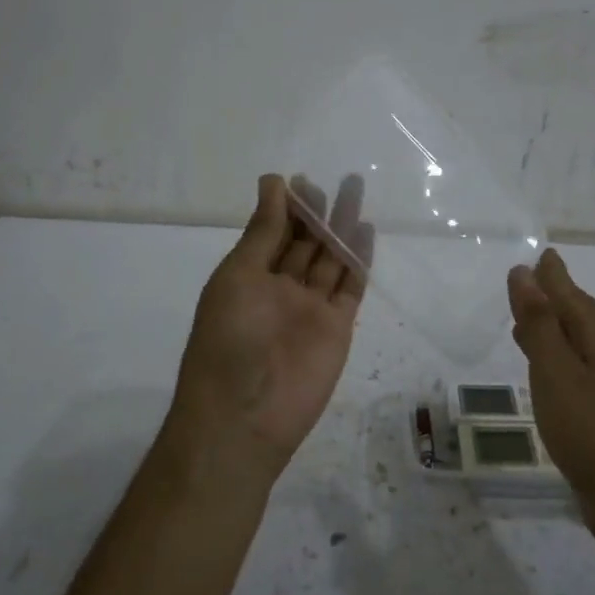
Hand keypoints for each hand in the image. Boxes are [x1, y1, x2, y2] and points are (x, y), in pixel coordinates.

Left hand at [167, 173, 372, 485]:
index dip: (286, 207)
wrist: (245, 414)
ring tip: (356, 191)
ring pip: (330, 259)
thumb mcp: (238, 276)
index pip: (272, 233)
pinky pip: (350, 286)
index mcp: (248, 277)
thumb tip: (274, 182)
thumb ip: (262, 232)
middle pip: (304, 243)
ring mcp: (310, 308)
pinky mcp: (337, 327)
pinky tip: (366, 230)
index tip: (300, 180)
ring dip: (341, 227)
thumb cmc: (228, 339)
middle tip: (336, 181)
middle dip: (318, 212)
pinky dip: (359, 259)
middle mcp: (280, 289)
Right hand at [507, 249, 594, 521]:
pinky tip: (544, 365)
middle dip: (555, 295)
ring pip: (578, 339)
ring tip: (528, 316)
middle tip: (530, 279)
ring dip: (553, 324)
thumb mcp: (555, 370)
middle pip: (579, 313)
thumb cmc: (588, 429)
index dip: (553, 275)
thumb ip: (539, 322)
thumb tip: (523, 272)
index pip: (572, 294)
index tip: (541, 255)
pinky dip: (556, 352)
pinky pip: (575, 363)